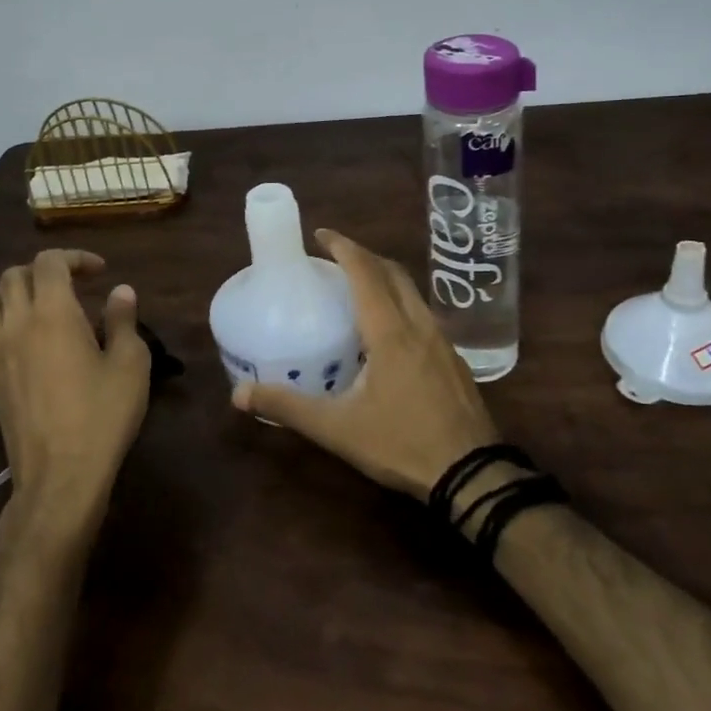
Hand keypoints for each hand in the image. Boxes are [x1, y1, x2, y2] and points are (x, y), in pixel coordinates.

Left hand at [0, 250, 150, 532]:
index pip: (49, 263)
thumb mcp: (131, 364)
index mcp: (53, 313)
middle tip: (73, 285)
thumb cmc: (102, 416)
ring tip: (40, 305)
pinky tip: (20, 339)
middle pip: (13, 276)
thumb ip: (124, 320)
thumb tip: (120, 291)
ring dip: (13, 292)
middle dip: (43, 270)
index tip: (100, 272)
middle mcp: (17, 324)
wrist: (60, 476)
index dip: (74, 258)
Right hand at [231, 229, 500, 498]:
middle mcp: (419, 325)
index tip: (320, 234)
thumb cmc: (401, 443)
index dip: (343, 247)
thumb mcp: (337, 429)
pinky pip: (422, 313)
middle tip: (334, 258)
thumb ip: (288, 407)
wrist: (472, 475)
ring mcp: (442, 341)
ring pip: (411, 292)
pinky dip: (400, 302)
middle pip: (392, 272)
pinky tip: (388, 330)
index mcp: (390, 331)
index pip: (365, 272)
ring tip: (357, 287)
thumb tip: (239, 395)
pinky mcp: (453, 359)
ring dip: (384, 277)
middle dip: (363, 256)